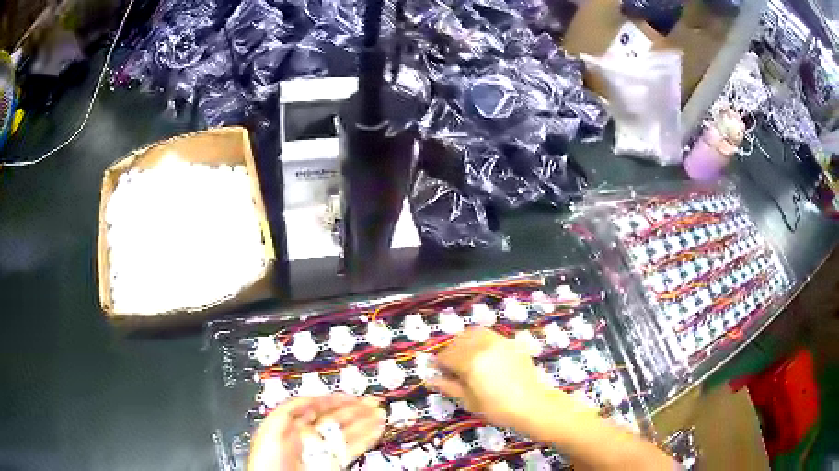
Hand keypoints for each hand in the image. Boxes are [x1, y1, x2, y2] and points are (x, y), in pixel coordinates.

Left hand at [248, 394, 386, 470]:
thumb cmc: (267, 461)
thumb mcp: (272, 428)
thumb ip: (290, 410)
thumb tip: (309, 397)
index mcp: (292, 426)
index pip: (317, 407)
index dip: (335, 399)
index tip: (351, 394)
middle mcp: (309, 437)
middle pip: (336, 419)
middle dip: (356, 409)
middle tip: (373, 401)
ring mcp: (321, 450)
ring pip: (347, 433)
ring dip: (365, 422)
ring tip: (381, 414)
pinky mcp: (332, 463)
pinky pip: (351, 449)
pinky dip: (366, 439)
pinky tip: (376, 431)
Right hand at [428, 327, 568, 431]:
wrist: (532, 404)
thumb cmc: (498, 408)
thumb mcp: (470, 401)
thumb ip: (449, 387)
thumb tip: (430, 380)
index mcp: (471, 362)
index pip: (447, 356)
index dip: (438, 363)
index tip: (436, 370)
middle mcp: (484, 346)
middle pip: (458, 341)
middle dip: (450, 351)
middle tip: (449, 365)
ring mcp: (499, 342)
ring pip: (474, 333)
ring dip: (464, 341)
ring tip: (464, 356)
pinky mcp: (511, 343)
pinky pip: (490, 335)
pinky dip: (480, 339)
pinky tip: (482, 353)